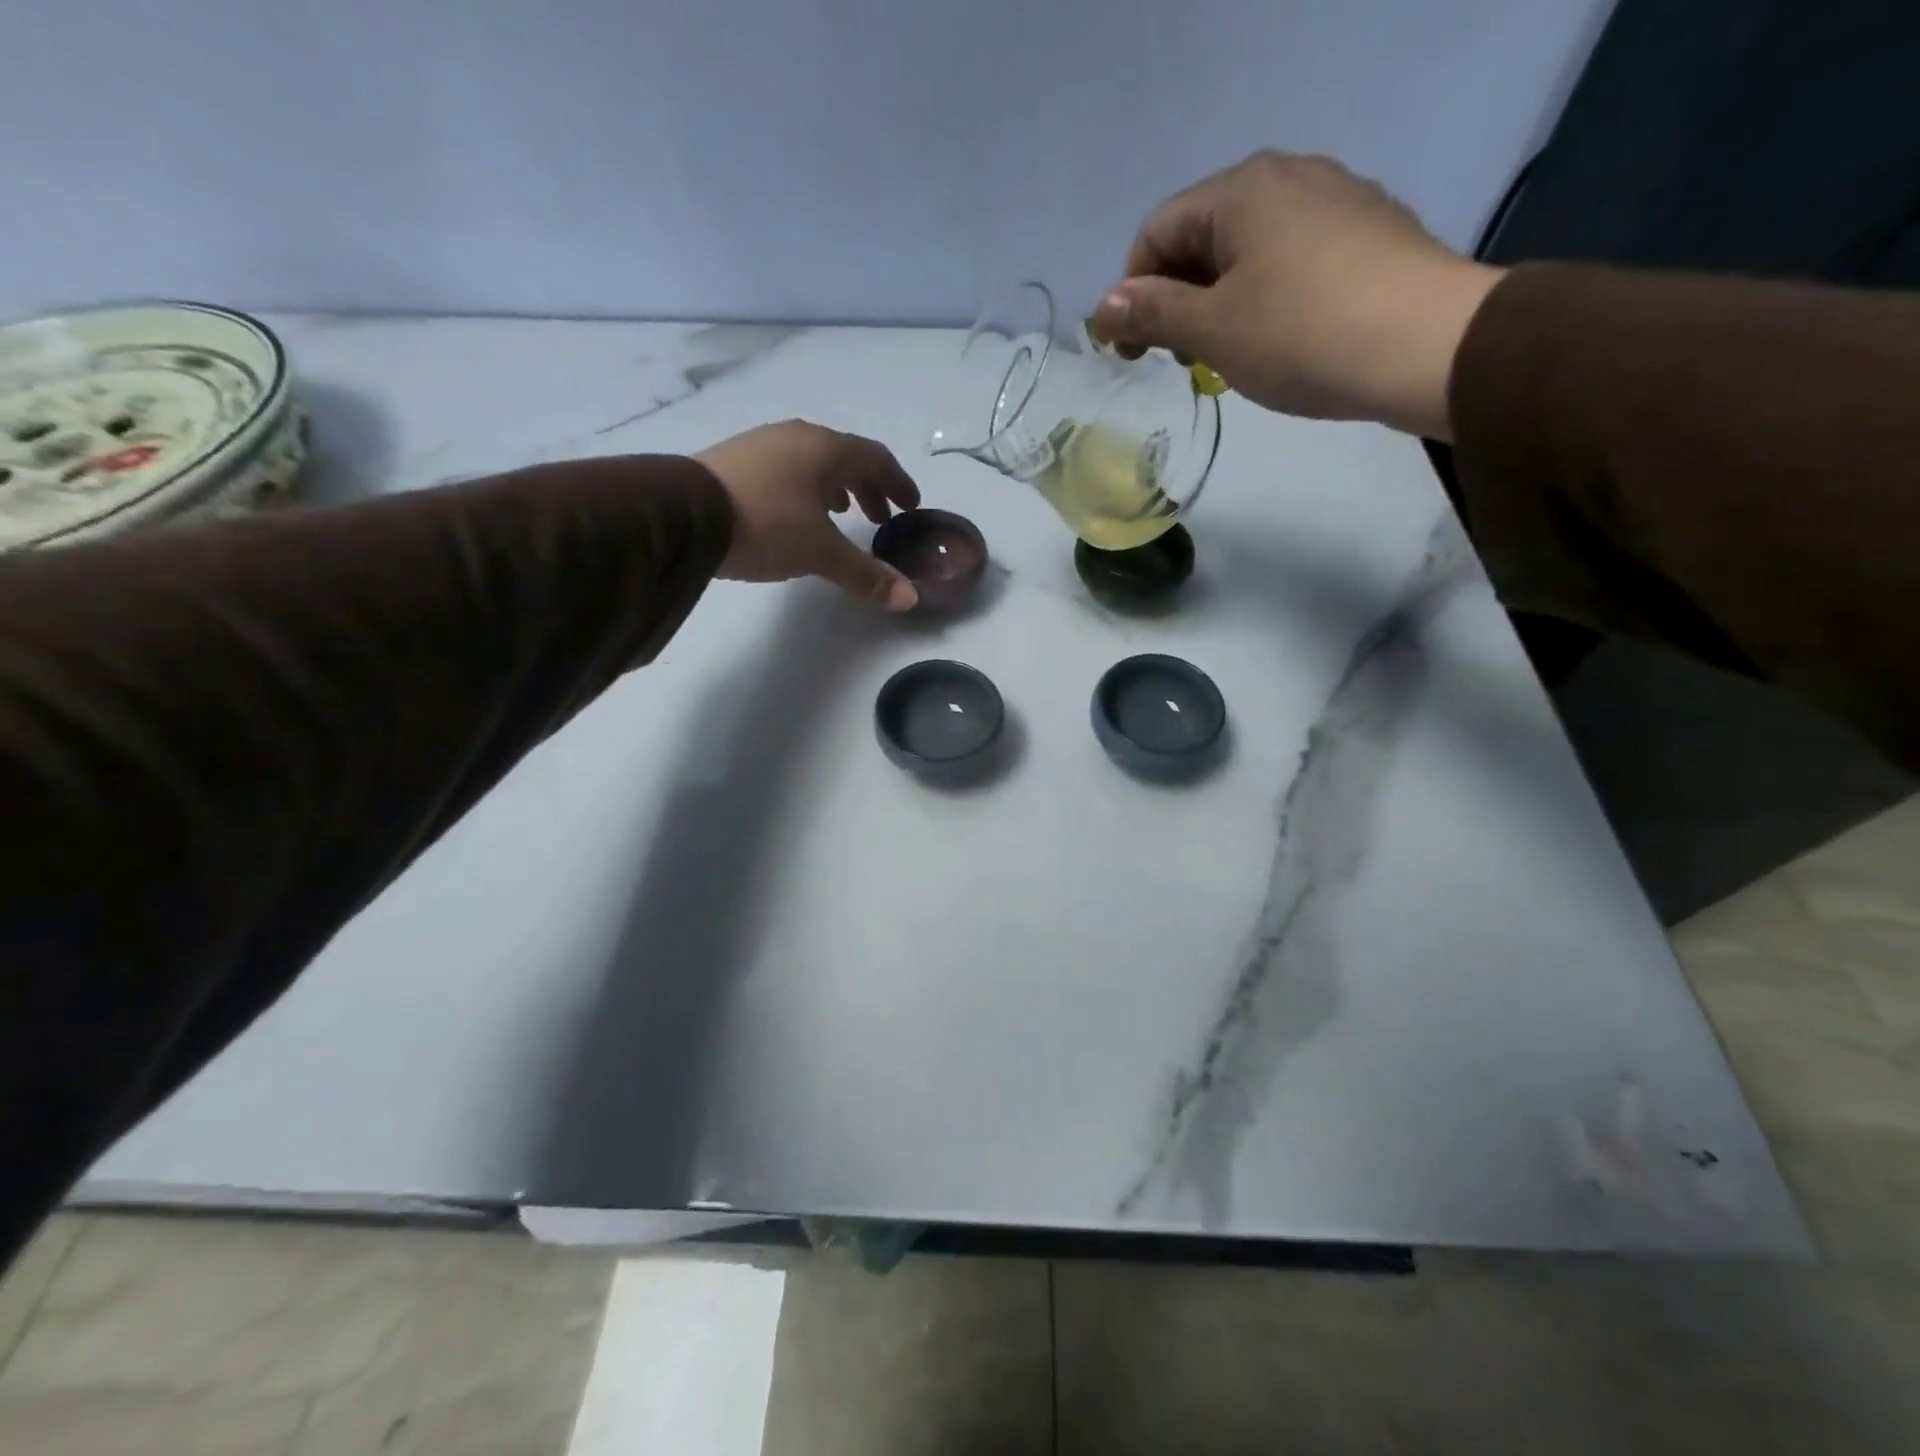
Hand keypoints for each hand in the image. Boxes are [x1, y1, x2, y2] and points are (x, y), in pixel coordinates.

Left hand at [697, 420, 921, 610]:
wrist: (684, 514)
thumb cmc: (767, 524)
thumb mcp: (821, 554)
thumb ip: (865, 574)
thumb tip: (908, 598)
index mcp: (826, 449)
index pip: (876, 459)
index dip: (898, 483)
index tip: (911, 506)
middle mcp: (797, 437)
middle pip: (845, 458)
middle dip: (868, 488)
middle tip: (879, 518)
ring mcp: (762, 445)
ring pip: (813, 463)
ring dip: (836, 488)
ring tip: (842, 514)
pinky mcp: (735, 461)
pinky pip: (786, 470)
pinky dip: (805, 489)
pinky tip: (797, 513)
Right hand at [1091, 151, 1504, 439]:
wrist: (1426, 346)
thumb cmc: (1301, 334)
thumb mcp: (1213, 330)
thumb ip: (1153, 314)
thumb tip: (1103, 307)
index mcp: (1241, 190)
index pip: (1157, 232)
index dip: (1132, 294)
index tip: (1132, 353)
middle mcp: (1287, 176)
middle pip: (1202, 237)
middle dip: (1175, 299)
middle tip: (1176, 359)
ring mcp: (1335, 199)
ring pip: (1247, 250)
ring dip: (1218, 302)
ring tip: (1224, 355)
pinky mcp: (1367, 232)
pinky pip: (1290, 258)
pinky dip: (1263, 296)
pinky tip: (1276, 338)